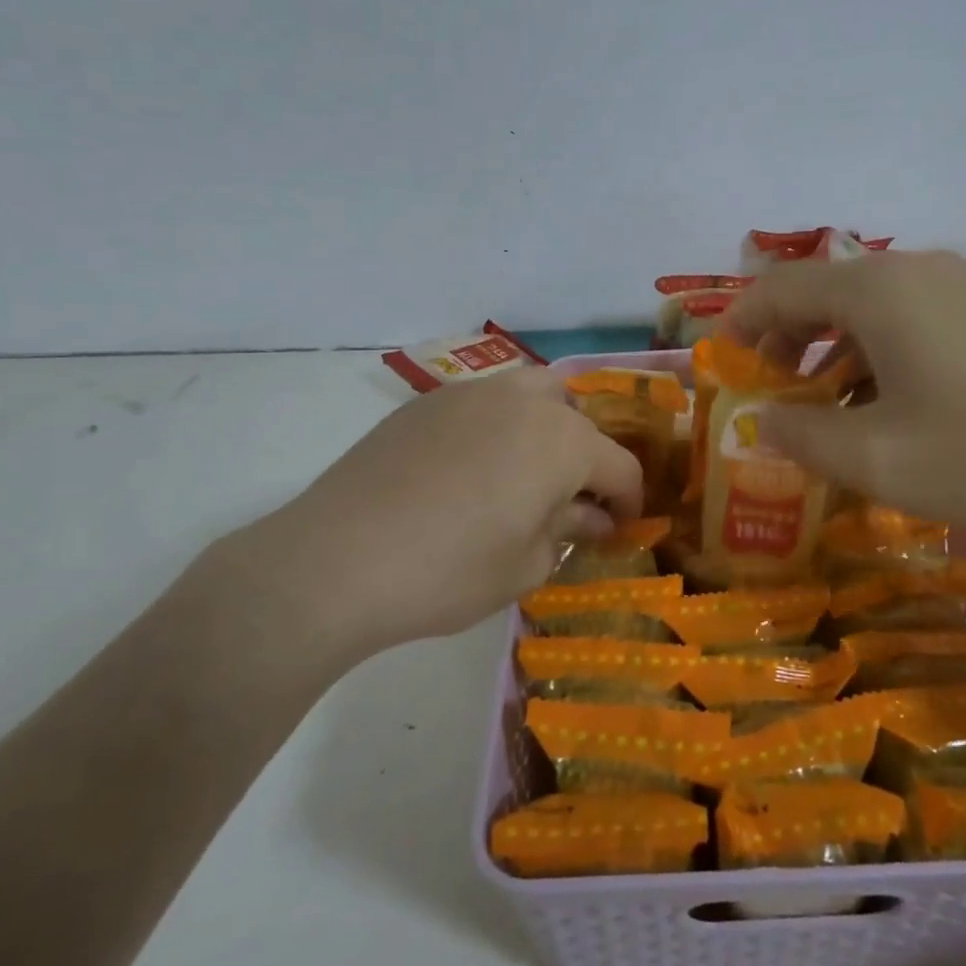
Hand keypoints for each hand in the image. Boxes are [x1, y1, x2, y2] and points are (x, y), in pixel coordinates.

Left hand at [214, 369, 641, 669]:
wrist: (337, 560)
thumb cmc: (450, 571)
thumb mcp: (526, 565)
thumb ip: (569, 531)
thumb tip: (592, 517)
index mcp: (562, 440)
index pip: (620, 465)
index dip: (628, 501)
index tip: (621, 529)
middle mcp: (523, 401)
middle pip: (577, 416)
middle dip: (586, 455)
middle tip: (570, 499)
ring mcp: (470, 394)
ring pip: (530, 394)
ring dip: (544, 429)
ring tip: (524, 475)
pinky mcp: (426, 403)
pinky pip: (482, 404)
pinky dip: (496, 427)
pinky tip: (469, 471)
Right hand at [725, 251, 965, 542]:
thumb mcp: (878, 460)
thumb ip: (801, 436)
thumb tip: (761, 421)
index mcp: (878, 291)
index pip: (779, 288)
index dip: (739, 325)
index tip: (722, 369)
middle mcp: (916, 271)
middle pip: (823, 292)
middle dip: (784, 342)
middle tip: (770, 396)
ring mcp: (964, 286)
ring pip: (868, 308)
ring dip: (831, 352)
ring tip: (825, 409)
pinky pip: (912, 320)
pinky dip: (877, 354)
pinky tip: (890, 406)